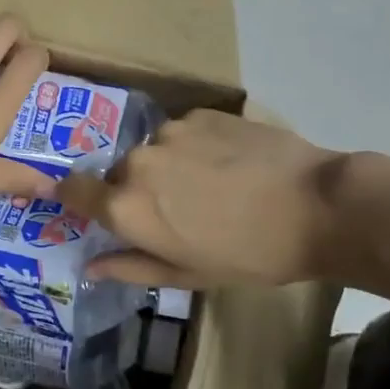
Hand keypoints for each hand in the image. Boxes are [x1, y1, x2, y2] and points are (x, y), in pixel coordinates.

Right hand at [61, 110, 347, 288]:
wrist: (316, 206)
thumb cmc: (249, 254)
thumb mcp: (187, 274)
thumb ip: (131, 266)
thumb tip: (90, 266)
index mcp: (126, 206)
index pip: (73, 189)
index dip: (73, 195)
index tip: (87, 203)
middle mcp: (137, 162)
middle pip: (118, 173)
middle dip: (136, 190)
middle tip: (176, 211)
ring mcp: (170, 132)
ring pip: (153, 151)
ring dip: (168, 167)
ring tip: (211, 186)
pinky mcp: (201, 114)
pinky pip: (183, 133)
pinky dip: (195, 148)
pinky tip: (229, 165)